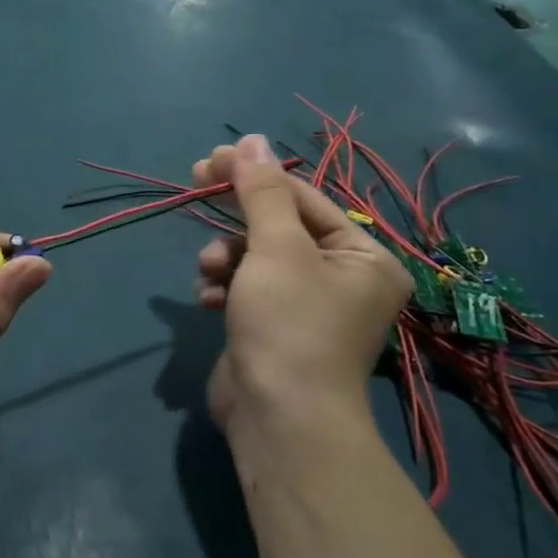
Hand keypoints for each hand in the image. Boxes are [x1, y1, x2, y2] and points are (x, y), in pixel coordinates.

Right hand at [193, 135, 410, 440]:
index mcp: (361, 256)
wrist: (278, 418)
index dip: (255, 175)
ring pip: (255, 257)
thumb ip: (262, 192)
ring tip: (210, 273)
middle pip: (278, 225)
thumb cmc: (289, 324)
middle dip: (236, 217)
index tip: (210, 159)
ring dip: (225, 258)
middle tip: (195, 181)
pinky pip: (245, 289)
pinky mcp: (273, 328)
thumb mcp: (276, 248)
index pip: (303, 198)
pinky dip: (225, 289)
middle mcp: (341, 278)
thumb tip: (252, 139)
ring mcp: (305, 306)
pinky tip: (210, 302)